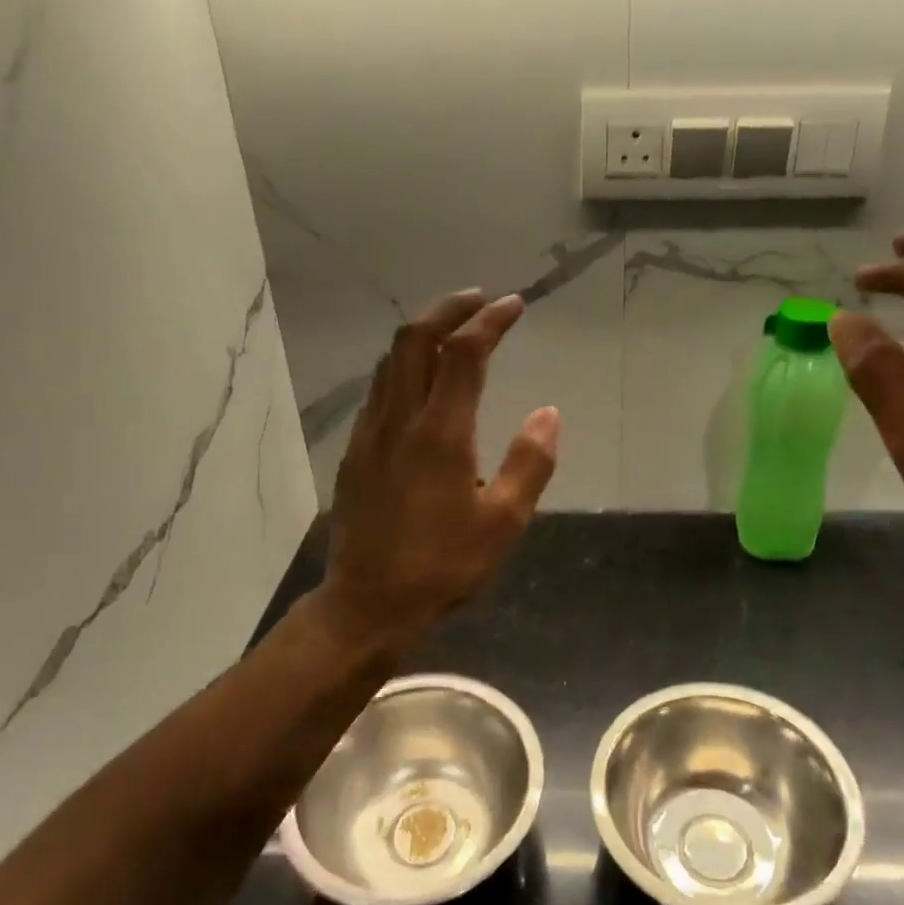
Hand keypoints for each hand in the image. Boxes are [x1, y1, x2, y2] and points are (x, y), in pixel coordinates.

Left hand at [319, 290, 559, 647]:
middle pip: (414, 340)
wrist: (367, 604)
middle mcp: (399, 420)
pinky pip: (379, 389)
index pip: (464, 354)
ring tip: (453, 330)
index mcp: (441, 433)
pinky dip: (404, 365)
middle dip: (449, 309)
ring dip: (422, 334)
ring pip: (391, 361)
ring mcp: (370, 434)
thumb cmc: (442, 566)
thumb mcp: (503, 523)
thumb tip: (548, 413)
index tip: (514, 304)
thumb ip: (530, 463)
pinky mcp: (355, 452)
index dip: (490, 321)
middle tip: (480, 300)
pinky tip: (421, 382)